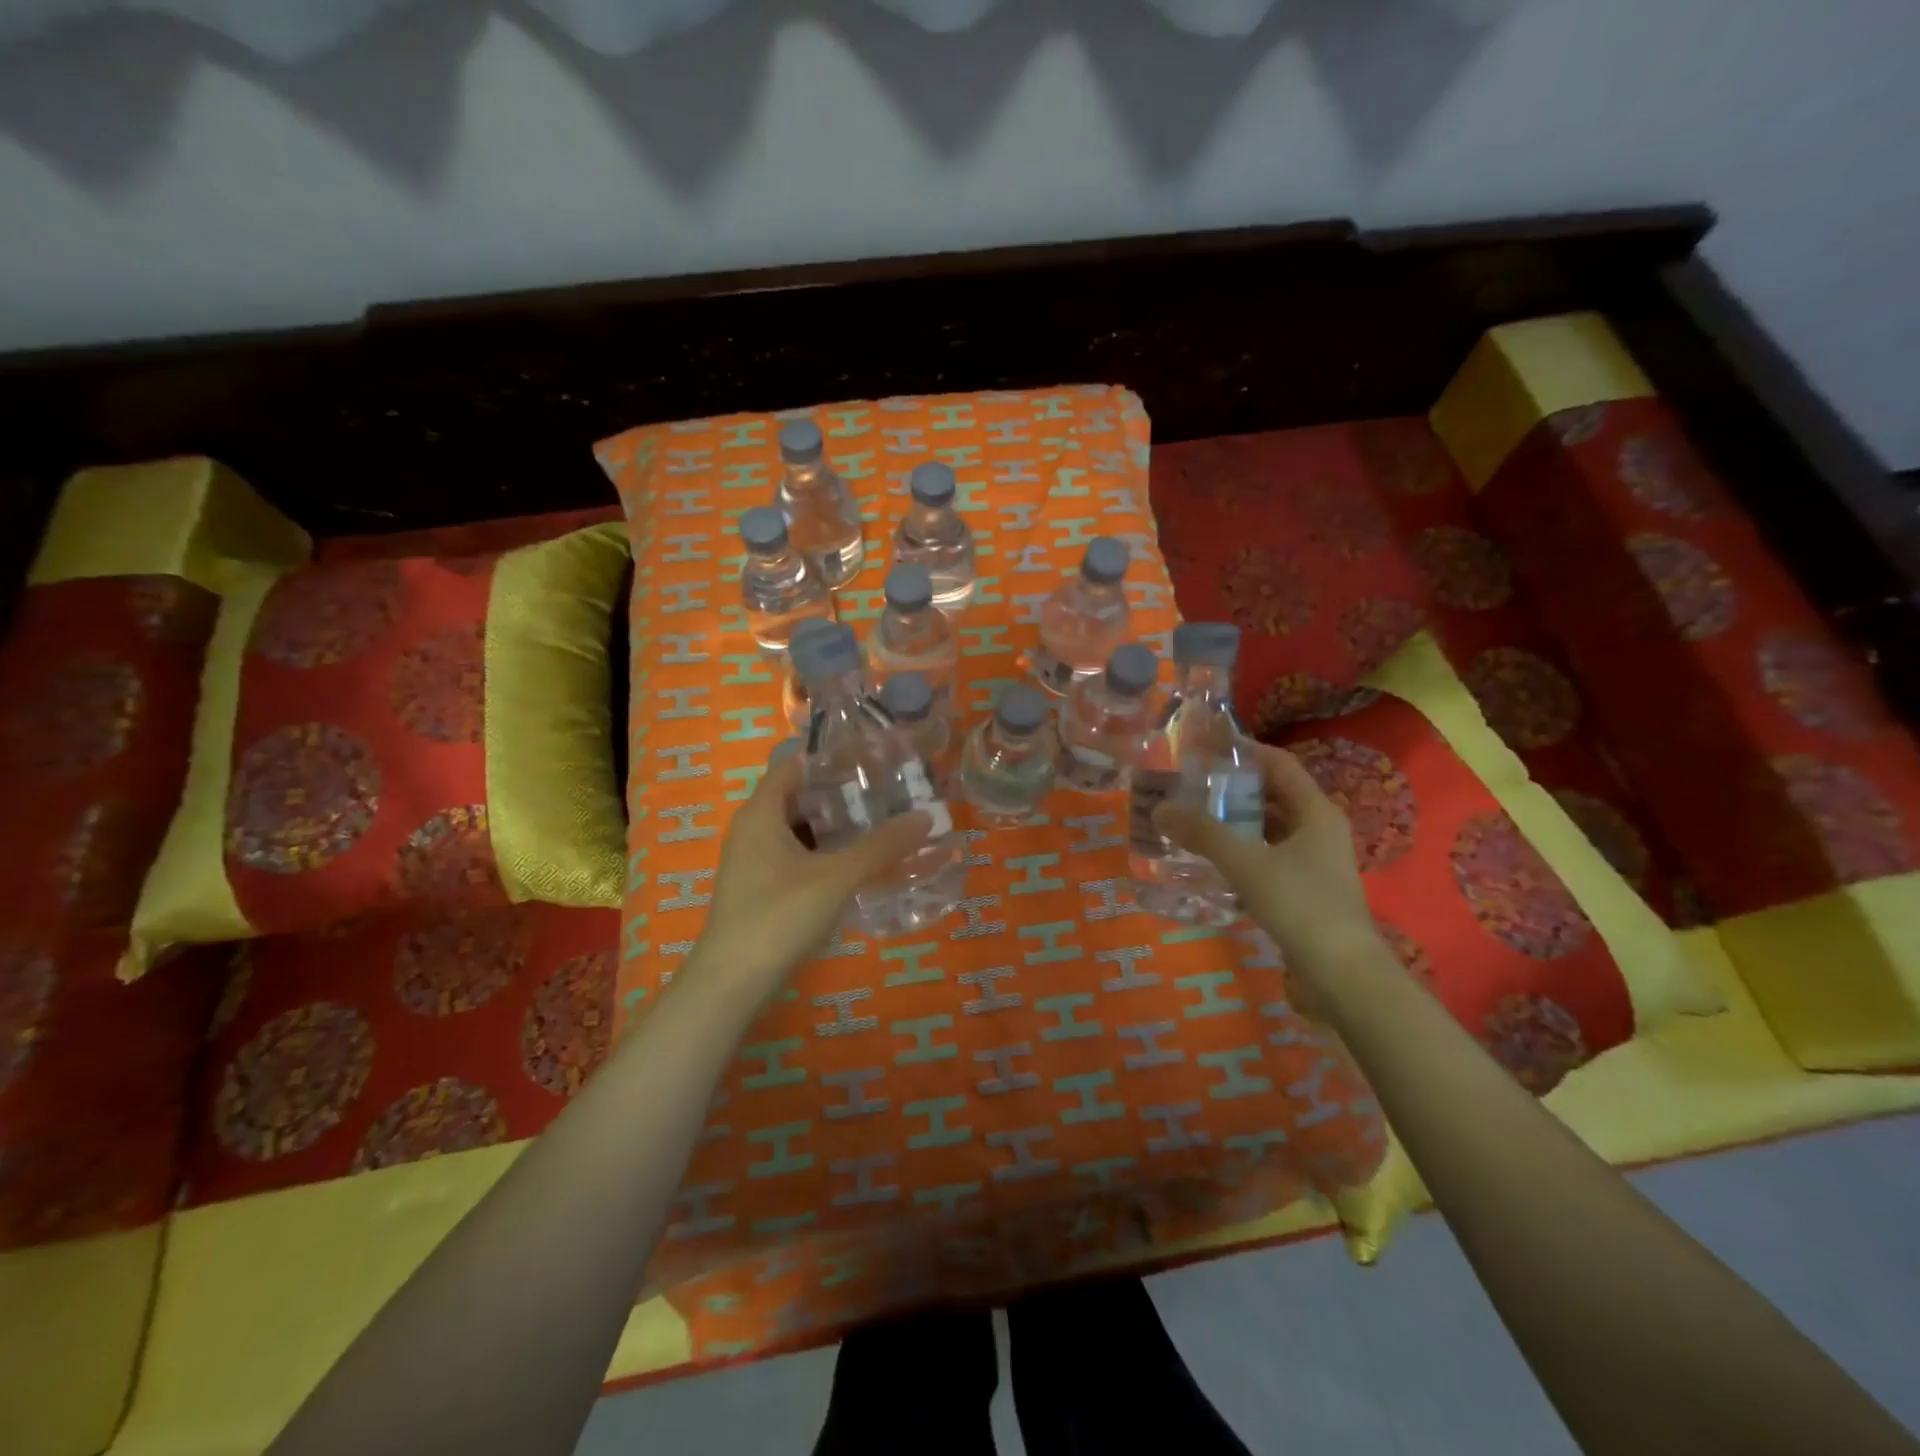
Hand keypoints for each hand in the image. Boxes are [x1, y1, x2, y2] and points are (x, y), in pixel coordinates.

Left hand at [697, 755, 932, 993]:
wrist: (732, 983)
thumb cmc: (778, 917)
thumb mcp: (836, 877)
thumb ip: (881, 846)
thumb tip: (925, 815)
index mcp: (761, 813)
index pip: (795, 765)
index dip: (831, 758)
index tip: (872, 758)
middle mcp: (753, 829)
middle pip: (800, 796)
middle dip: (842, 793)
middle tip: (887, 791)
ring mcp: (755, 861)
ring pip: (801, 829)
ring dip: (836, 826)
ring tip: (881, 823)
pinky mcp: (761, 888)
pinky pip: (797, 856)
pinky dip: (826, 853)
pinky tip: (858, 864)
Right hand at [1153, 743, 1385, 999]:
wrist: (1342, 973)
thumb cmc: (1300, 904)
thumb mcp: (1246, 864)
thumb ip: (1203, 834)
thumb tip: (1159, 808)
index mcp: (1315, 811)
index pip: (1279, 764)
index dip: (1245, 752)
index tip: (1205, 749)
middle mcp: (1319, 829)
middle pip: (1272, 795)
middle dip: (1232, 789)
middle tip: (1190, 786)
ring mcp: (1315, 860)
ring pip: (1269, 828)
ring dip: (1235, 822)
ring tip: (1193, 820)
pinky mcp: (1306, 888)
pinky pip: (1269, 855)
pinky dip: (1243, 851)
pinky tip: (1213, 860)